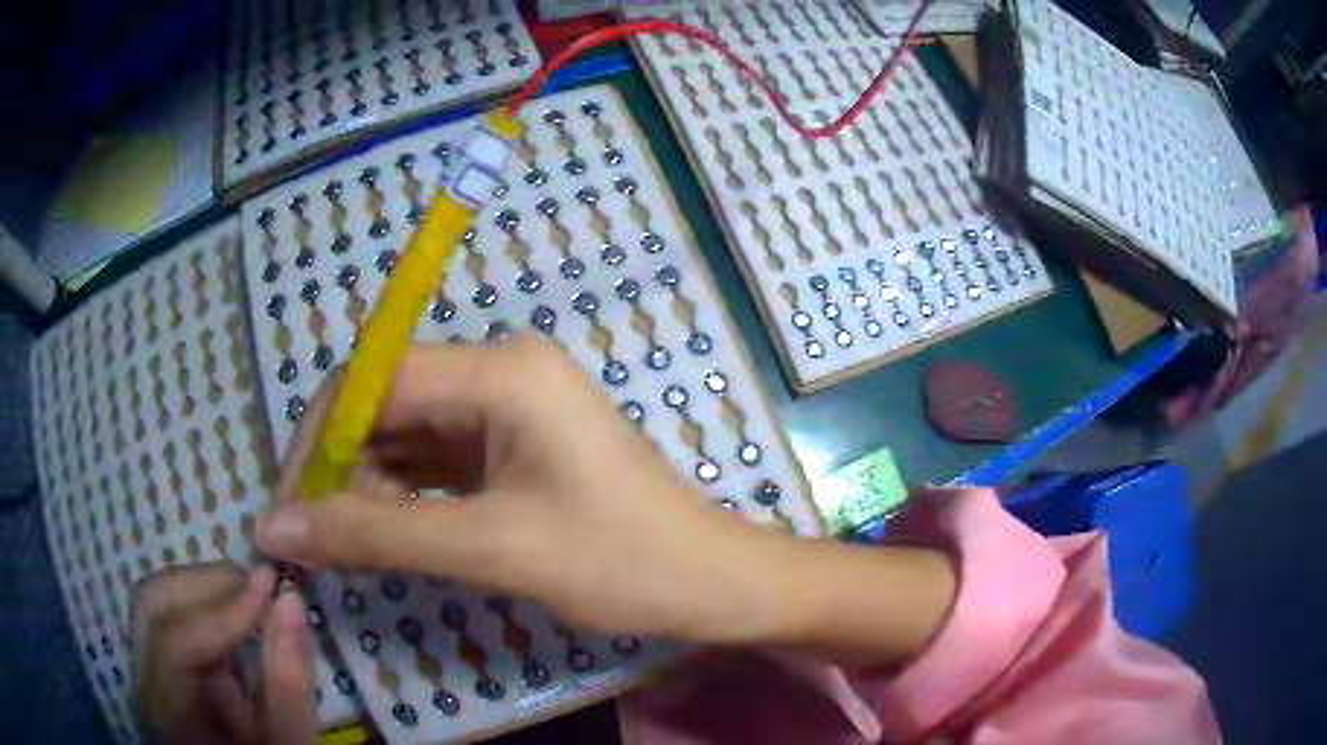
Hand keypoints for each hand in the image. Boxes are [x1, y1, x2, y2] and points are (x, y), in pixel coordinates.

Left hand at [134, 563, 317, 744]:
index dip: (223, 609)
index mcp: (171, 712)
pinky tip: (235, 611)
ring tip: (250, 593)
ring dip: (205, 590)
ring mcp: (148, 668)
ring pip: (158, 602)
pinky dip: (203, 604)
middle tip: (259, 582)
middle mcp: (147, 681)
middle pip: (155, 605)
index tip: (271, 584)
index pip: (176, 641)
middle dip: (208, 585)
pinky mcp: (159, 662)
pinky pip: (169, 615)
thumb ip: (288, 682)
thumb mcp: (288, 739)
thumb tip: (290, 600)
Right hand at [256, 336, 778, 640]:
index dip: (318, 439)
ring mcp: (507, 410)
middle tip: (311, 537)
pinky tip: (385, 535)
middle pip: (385, 404)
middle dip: (340, 468)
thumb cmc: (618, 561)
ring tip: (345, 545)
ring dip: (367, 487)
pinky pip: (434, 462)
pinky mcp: (511, 448)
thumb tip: (274, 528)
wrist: (709, 583)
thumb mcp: (488, 549)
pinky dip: (401, 497)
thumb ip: (372, 535)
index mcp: (501, 371)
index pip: (374, 379)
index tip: (288, 505)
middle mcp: (499, 373)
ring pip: (405, 436)